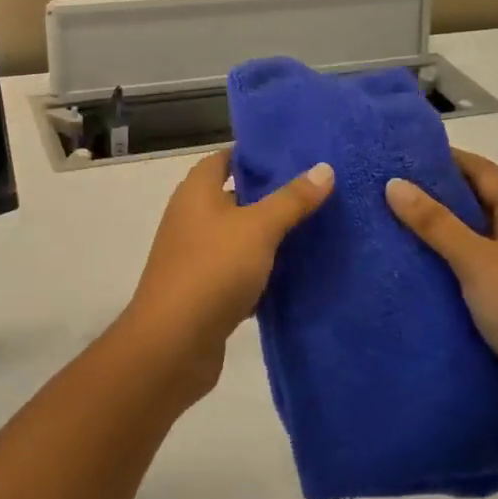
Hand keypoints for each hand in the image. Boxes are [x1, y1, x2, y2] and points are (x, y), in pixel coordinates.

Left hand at [118, 149, 333, 399]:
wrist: (173, 342)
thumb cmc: (212, 269)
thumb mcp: (258, 228)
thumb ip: (291, 199)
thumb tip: (324, 168)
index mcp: (196, 192)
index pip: (226, 159)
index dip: (257, 156)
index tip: (297, 156)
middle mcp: (192, 218)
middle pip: (236, 198)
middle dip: (272, 196)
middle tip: (319, 191)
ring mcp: (196, 256)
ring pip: (240, 238)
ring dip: (271, 237)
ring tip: (319, 229)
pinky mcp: (205, 291)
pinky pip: (239, 272)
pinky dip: (264, 273)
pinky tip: (298, 275)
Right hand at [385, 149, 497, 450]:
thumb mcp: (479, 262)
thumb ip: (435, 223)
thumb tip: (394, 183)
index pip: (479, 169)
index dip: (438, 158)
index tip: (392, 154)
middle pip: (474, 201)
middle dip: (430, 195)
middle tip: (378, 190)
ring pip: (470, 238)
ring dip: (434, 233)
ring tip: (383, 226)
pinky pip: (472, 270)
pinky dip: (444, 265)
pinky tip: (409, 270)